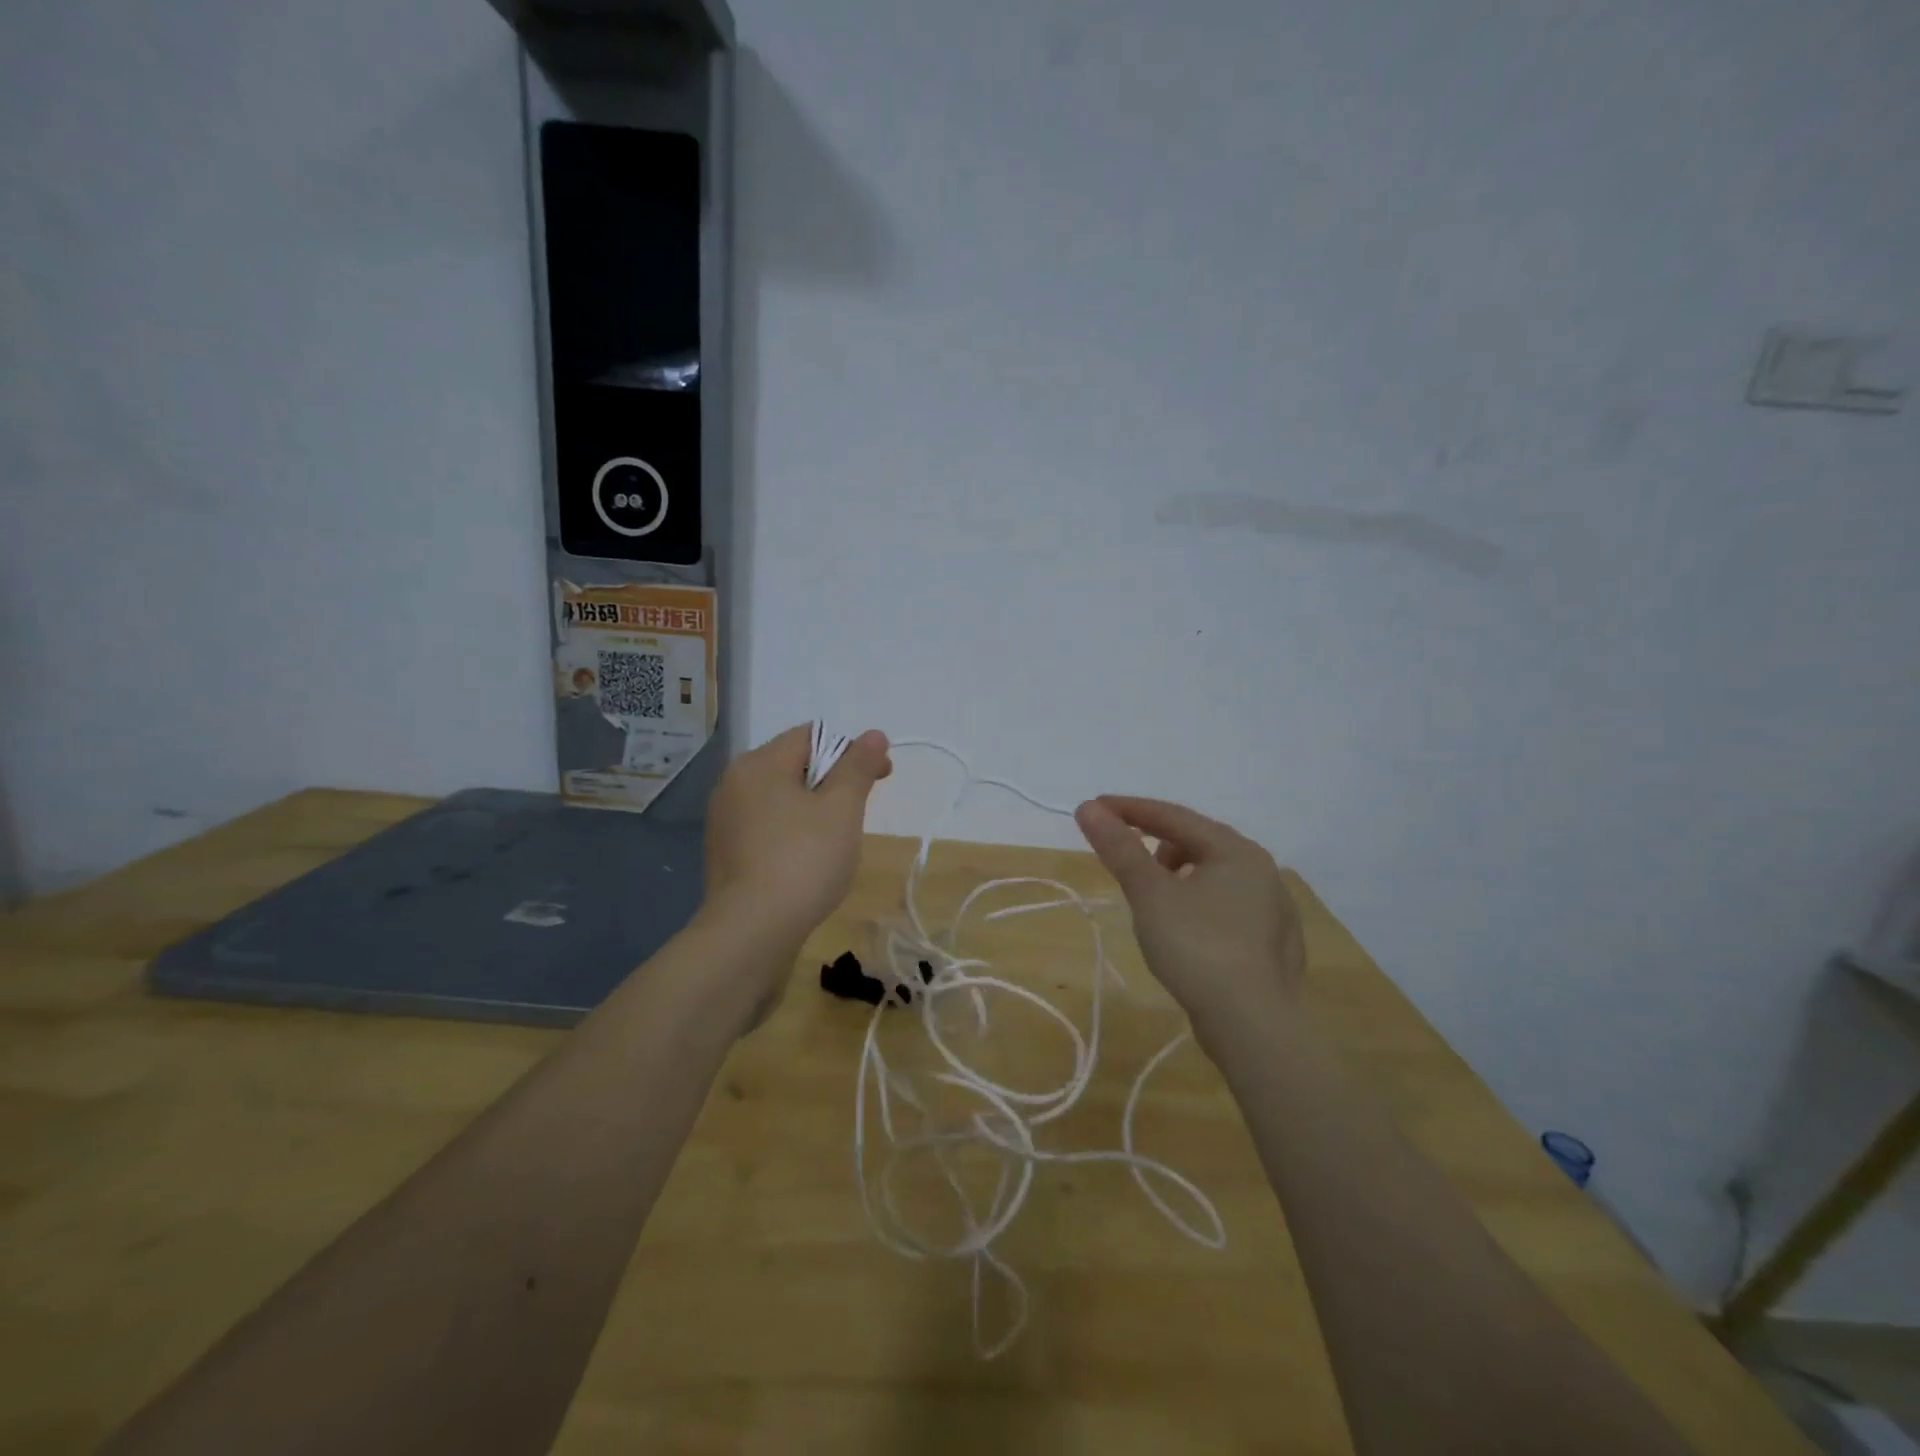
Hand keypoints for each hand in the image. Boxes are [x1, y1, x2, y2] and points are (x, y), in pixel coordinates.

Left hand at [702, 724, 891, 950]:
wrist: (751, 932)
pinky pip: (767, 828)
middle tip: (860, 813)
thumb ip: (858, 767)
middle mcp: (733, 784)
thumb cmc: (803, 861)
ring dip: (813, 810)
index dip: (852, 751)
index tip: (881, 778)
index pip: (811, 737)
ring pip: (781, 799)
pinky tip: (807, 863)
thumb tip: (874, 734)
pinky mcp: (725, 854)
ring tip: (837, 842)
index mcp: (758, 764)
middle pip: (794, 766)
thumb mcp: (842, 809)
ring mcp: (724, 821)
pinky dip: (792, 834)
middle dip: (833, 782)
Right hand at [1074, 796, 1304, 1029]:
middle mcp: (1262, 870)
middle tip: (1124, 861)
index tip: (1093, 808)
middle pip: (1196, 842)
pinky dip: (1198, 904)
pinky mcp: (1272, 944)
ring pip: (1213, 875)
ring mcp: (1273, 909)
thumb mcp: (1150, 894)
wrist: (1253, 1026)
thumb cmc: (1197, 948)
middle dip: (1155, 844)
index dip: (1129, 809)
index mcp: (1235, 850)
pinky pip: (1226, 906)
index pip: (1173, 816)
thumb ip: (1120, 848)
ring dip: (1178, 876)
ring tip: (1154, 901)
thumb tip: (1088, 808)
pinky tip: (1186, 931)